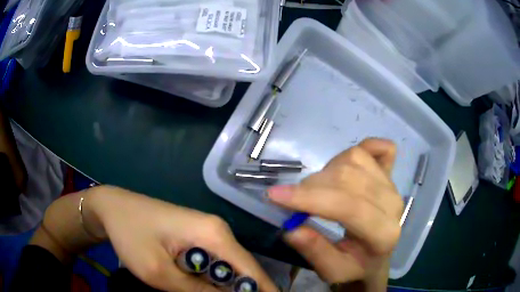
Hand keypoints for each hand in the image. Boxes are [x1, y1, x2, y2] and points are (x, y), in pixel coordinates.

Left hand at [83, 186, 277, 291]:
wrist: (111, 207)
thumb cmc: (130, 236)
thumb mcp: (160, 272)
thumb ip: (198, 291)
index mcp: (213, 235)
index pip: (251, 270)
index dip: (265, 291)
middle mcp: (217, 231)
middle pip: (242, 269)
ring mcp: (207, 232)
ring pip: (228, 268)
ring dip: (228, 288)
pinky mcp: (196, 236)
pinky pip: (214, 263)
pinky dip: (214, 280)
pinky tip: (205, 289)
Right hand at [268, 139, 402, 288]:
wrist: (375, 259)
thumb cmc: (354, 268)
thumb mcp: (333, 271)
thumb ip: (315, 252)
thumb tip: (291, 228)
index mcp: (383, 234)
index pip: (348, 207)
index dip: (309, 198)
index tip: (274, 196)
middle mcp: (393, 204)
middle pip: (349, 177)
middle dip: (311, 185)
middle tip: (291, 199)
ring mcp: (393, 185)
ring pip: (356, 158)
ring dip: (328, 169)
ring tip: (318, 189)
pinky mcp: (391, 175)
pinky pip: (383, 149)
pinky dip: (367, 146)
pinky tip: (350, 160)